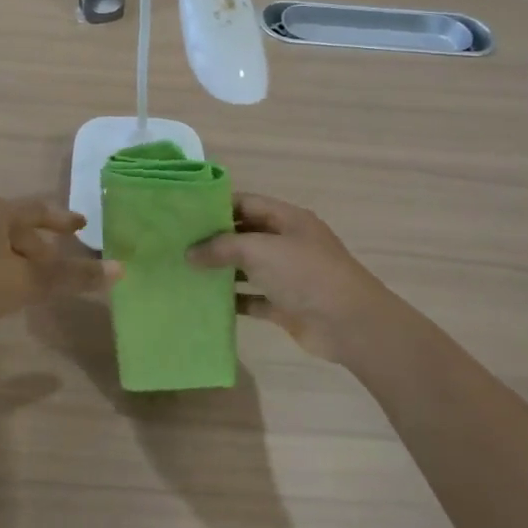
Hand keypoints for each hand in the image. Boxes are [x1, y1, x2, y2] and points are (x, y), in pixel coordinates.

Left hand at [0, 196, 120, 327]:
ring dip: (20, 259)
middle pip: (17, 227)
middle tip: (60, 261)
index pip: (38, 210)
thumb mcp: (28, 281)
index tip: (82, 225)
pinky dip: (1, 268)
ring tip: (35, 280)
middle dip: (40, 244)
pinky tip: (4, 289)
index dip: (62, 219)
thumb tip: (120, 269)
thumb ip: (72, 276)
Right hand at [186, 193, 397, 361]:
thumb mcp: (260, 250)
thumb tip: (189, 253)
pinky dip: (233, 299)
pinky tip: (206, 301)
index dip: (216, 206)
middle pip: (245, 235)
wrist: (349, 324)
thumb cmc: (305, 274)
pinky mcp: (284, 305)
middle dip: (214, 239)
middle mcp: (287, 243)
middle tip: (177, 244)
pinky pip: (253, 298)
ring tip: (184, 271)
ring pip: (247, 267)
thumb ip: (221, 247)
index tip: (184, 214)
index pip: (246, 203)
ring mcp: (287, 275)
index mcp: (287, 219)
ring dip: (220, 270)